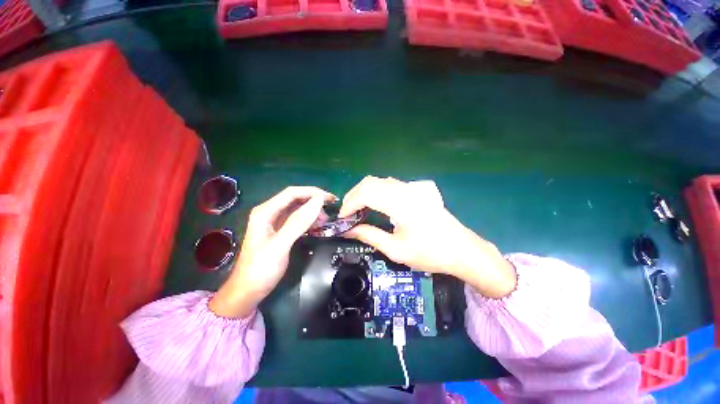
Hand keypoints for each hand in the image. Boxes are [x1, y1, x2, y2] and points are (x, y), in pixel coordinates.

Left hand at [210, 186, 335, 317]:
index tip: (330, 199)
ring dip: (312, 211)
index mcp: (265, 211)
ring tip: (325, 221)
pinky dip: (308, 221)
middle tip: (331, 208)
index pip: (292, 193)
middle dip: (314, 201)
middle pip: (295, 199)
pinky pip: (297, 220)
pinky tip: (317, 226)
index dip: (312, 192)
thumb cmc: (261, 268)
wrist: (248, 291)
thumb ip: (299, 222)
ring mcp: (274, 222)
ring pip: (297, 209)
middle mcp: (269, 212)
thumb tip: (319, 200)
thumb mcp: (281, 245)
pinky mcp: (280, 231)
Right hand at [340, 176, 515, 298]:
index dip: (350, 204)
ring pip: (379, 181)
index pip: (366, 193)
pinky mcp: (415, 191)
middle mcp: (405, 191)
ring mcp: (411, 189)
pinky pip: (389, 184)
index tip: (342, 218)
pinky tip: (375, 204)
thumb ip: (370, 236)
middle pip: (370, 182)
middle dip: (353, 196)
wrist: (462, 250)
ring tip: (358, 209)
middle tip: (348, 214)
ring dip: (364, 192)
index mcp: (401, 205)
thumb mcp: (397, 250)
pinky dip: (375, 191)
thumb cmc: (430, 253)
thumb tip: (348, 230)